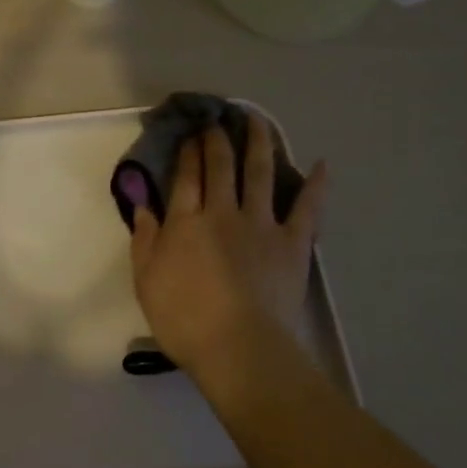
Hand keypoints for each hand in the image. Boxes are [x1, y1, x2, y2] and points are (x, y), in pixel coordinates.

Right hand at [128, 116, 327, 390]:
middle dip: (217, 139)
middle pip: (220, 166)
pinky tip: (322, 165)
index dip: (188, 151)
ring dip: (258, 143)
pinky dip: (316, 185)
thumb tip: (144, 204)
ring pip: (259, 173)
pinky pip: (307, 208)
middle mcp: (222, 212)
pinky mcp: (292, 242)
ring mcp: (261, 224)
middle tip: (218, 120)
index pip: (186, 176)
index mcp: (185, 221)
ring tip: (257, 120)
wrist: (239, 347)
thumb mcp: (146, 280)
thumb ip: (144, 238)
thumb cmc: (184, 319)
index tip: (190, 133)